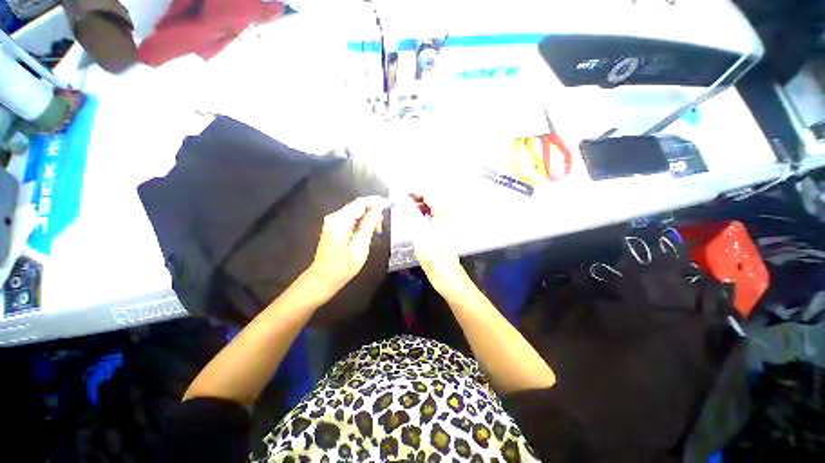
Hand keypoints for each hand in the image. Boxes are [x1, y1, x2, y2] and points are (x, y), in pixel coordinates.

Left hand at [308, 196, 386, 295]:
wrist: (322, 279)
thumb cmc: (342, 267)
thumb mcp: (360, 247)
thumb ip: (368, 226)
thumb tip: (378, 210)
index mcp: (339, 220)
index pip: (360, 203)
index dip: (375, 202)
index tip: (389, 205)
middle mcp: (334, 217)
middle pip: (357, 206)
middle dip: (373, 211)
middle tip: (384, 223)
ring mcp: (333, 222)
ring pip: (355, 212)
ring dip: (368, 217)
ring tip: (379, 229)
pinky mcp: (334, 228)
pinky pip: (351, 219)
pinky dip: (362, 222)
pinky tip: (369, 231)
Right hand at [398, 194, 469, 299]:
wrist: (445, 274)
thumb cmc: (433, 255)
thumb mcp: (419, 232)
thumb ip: (411, 212)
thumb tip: (402, 197)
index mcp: (444, 213)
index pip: (428, 194)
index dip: (412, 192)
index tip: (398, 193)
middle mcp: (447, 215)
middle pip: (429, 200)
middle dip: (414, 199)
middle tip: (399, 202)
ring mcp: (445, 224)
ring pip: (429, 209)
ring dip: (416, 207)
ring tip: (403, 210)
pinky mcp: (442, 231)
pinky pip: (430, 217)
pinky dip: (420, 216)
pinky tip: (412, 220)